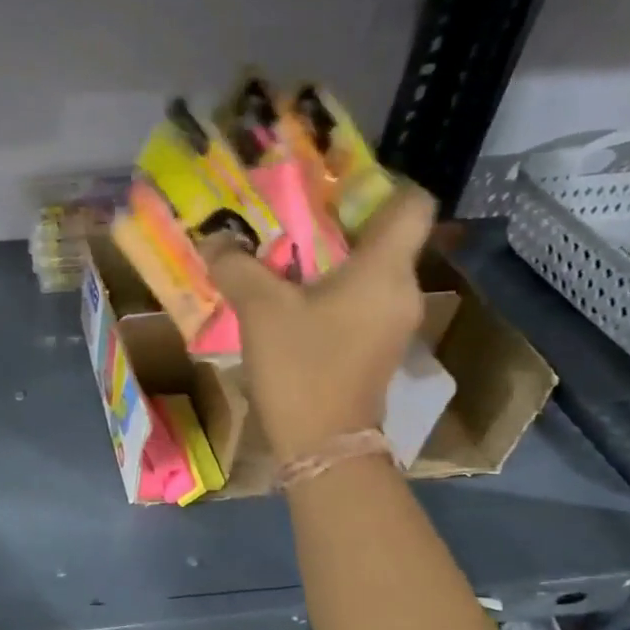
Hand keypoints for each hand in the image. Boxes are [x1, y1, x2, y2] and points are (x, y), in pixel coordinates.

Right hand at [204, 184, 436, 461]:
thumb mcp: (261, 310)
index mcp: (386, 270)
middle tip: (291, 216)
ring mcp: (393, 322)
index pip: (413, 203)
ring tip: (283, 257)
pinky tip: (292, 299)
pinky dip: (333, 290)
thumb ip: (237, 267)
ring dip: (332, 259)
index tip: (337, 185)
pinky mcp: (377, 347)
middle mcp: (402, 290)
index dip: (384, 183)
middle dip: (340, 221)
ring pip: (371, 270)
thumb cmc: (302, 368)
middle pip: (386, 236)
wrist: (324, 445)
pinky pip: (361, 300)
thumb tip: (216, 240)